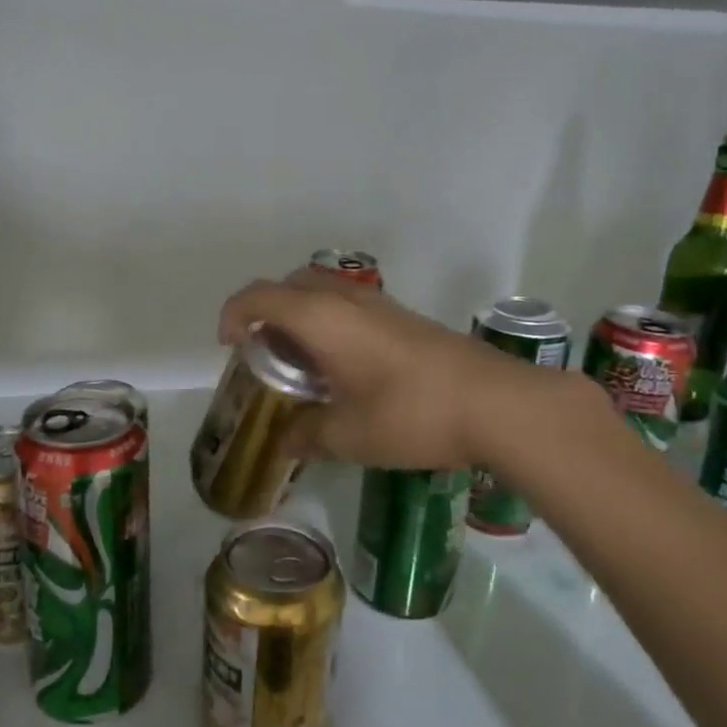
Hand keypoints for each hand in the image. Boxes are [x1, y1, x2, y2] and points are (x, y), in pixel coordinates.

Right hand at [217, 272, 591, 470]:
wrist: (495, 403)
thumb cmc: (409, 414)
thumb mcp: (348, 435)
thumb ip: (308, 435)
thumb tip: (286, 442)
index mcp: (320, 317)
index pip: (258, 295)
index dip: (233, 314)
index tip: (231, 347)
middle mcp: (346, 298)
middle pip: (290, 284)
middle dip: (267, 311)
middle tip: (267, 355)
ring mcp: (380, 304)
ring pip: (323, 291)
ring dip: (302, 317)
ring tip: (305, 366)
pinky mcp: (405, 317)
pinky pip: (350, 306)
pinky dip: (331, 324)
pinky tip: (347, 370)